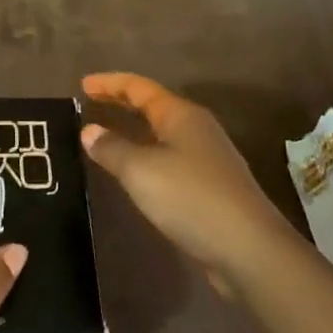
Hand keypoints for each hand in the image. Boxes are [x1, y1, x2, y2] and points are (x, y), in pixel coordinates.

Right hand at [79, 72, 293, 281]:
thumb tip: (89, 130)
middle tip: (91, 102)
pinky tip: (136, 172)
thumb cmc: (191, 198)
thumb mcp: (140, 171)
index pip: (139, 87)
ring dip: (135, 129)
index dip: (110, 83)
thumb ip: (111, 148)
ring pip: (163, 133)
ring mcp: (208, 158)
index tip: (82, 84)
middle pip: (153, 106)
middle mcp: (197, 129)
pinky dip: (147, 155)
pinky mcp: (211, 186)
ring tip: (108, 134)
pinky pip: (170, 158)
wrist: (249, 249)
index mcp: (181, 115)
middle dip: (122, 102)